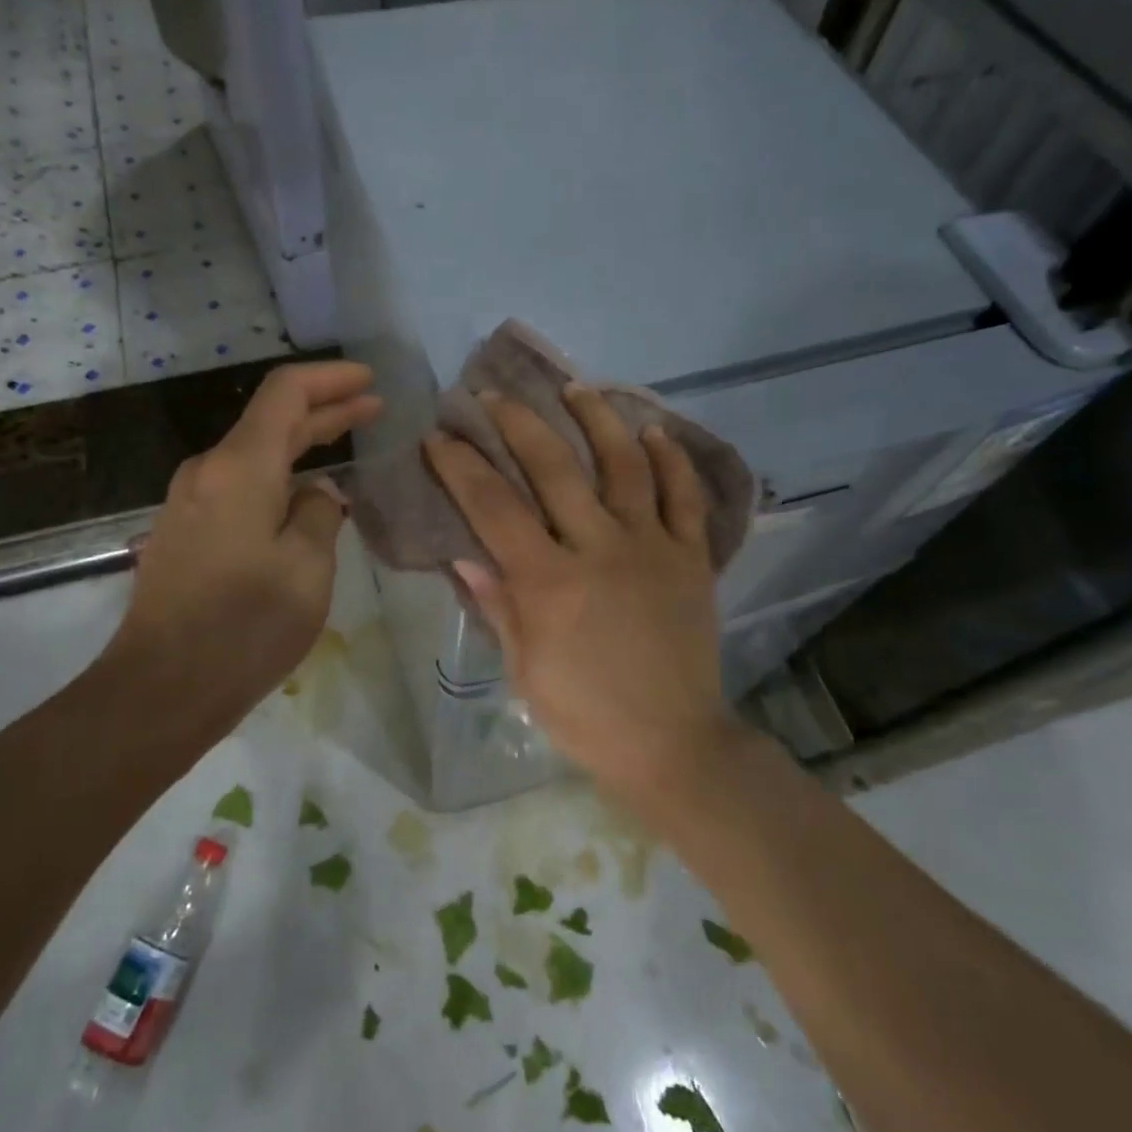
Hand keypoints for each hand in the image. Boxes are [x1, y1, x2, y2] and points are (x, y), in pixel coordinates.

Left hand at [111, 362, 381, 744]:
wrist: (159, 690)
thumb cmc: (243, 627)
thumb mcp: (306, 569)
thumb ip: (318, 515)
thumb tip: (316, 492)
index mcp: (240, 468)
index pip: (285, 393)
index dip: (330, 379)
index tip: (370, 380)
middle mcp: (209, 471)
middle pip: (271, 420)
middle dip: (325, 409)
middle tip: (373, 409)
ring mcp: (190, 501)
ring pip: (255, 453)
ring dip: (302, 443)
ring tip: (346, 444)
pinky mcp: (185, 531)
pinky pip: (240, 484)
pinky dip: (278, 474)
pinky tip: (303, 492)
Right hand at [424, 384, 740, 811]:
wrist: (673, 743)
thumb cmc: (585, 715)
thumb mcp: (524, 669)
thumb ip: (497, 605)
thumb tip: (464, 556)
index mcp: (549, 583)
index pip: (494, 508)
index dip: (462, 466)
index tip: (440, 436)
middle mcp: (600, 549)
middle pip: (555, 468)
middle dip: (518, 424)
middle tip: (494, 396)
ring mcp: (651, 547)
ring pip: (624, 465)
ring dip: (598, 419)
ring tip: (576, 388)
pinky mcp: (691, 557)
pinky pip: (684, 497)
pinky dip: (671, 459)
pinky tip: (652, 431)